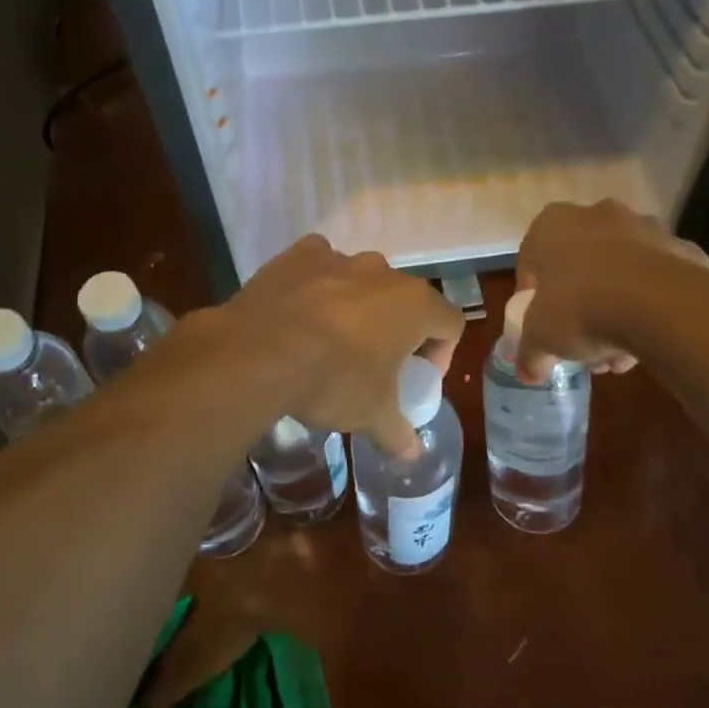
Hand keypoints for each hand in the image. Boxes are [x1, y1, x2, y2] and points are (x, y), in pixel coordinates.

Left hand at [222, 235, 464, 456]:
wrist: (258, 353)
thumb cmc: (333, 381)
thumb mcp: (371, 415)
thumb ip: (399, 432)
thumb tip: (413, 453)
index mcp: (415, 305)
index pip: (450, 323)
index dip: (441, 353)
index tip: (415, 377)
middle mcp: (384, 272)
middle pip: (406, 300)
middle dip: (397, 329)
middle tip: (376, 363)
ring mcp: (340, 258)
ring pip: (363, 281)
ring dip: (358, 306)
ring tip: (332, 340)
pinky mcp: (300, 254)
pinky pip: (321, 265)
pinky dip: (319, 284)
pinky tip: (302, 312)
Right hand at [514, 200, 708, 382]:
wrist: (658, 303)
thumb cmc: (580, 308)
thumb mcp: (541, 338)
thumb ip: (529, 353)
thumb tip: (527, 373)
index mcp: (552, 225)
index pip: (532, 261)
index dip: (533, 297)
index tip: (541, 324)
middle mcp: (596, 215)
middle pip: (581, 265)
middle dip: (580, 304)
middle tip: (582, 342)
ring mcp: (644, 228)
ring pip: (621, 272)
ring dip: (617, 307)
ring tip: (619, 352)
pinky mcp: (682, 249)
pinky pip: (658, 280)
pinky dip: (653, 304)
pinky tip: (650, 337)